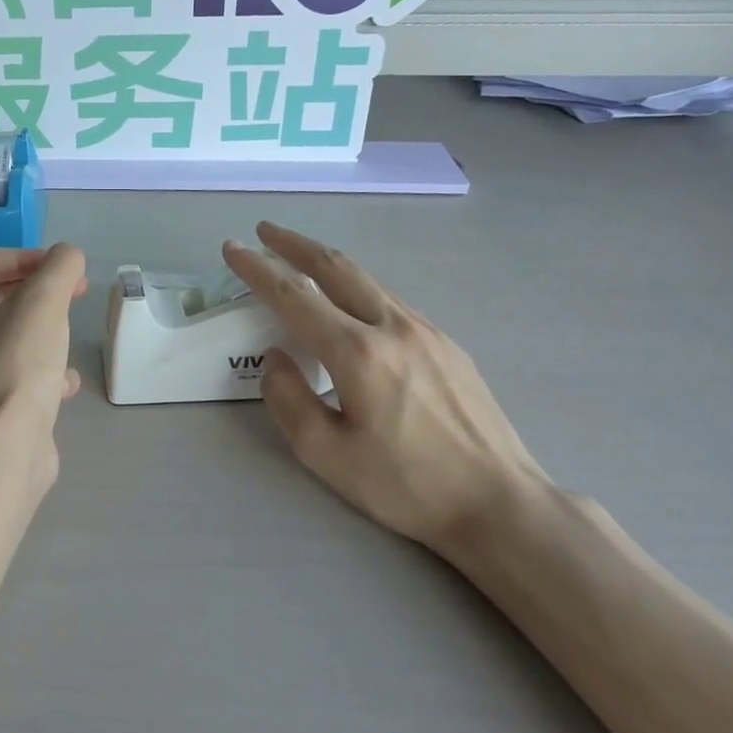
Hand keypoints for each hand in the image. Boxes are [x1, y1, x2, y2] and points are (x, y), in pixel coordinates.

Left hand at [0, 244, 88, 443]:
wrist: (4, 448)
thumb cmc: (16, 364)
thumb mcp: (44, 302)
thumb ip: (59, 267)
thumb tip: (68, 256)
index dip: (27, 257)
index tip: (63, 269)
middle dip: (40, 292)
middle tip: (75, 294)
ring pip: (10, 336)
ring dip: (44, 331)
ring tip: (68, 337)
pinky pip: (16, 372)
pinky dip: (42, 370)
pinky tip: (65, 384)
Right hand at [223, 223, 549, 558]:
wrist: (499, 501)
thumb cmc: (406, 485)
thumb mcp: (327, 455)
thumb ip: (289, 400)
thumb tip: (276, 358)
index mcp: (358, 353)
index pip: (295, 296)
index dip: (258, 270)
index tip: (233, 249)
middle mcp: (393, 327)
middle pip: (336, 268)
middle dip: (294, 244)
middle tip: (265, 231)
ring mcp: (427, 331)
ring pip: (367, 281)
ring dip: (327, 263)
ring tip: (300, 260)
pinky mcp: (448, 344)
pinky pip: (391, 301)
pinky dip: (357, 288)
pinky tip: (350, 305)